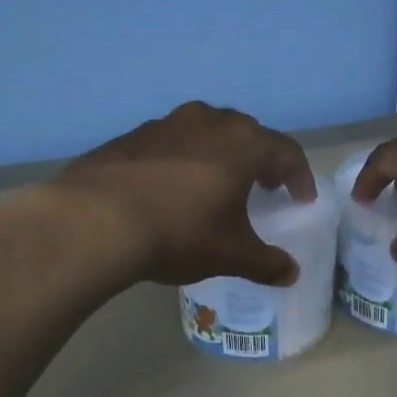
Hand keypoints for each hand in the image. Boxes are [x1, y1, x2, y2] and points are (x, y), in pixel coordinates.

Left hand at [52, 101, 318, 287]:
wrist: (96, 220)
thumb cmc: (180, 232)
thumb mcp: (230, 254)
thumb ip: (266, 263)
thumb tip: (291, 274)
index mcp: (243, 144)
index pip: (286, 151)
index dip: (299, 176)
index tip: (301, 199)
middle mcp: (209, 122)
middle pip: (247, 134)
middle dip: (261, 159)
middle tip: (264, 185)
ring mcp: (167, 124)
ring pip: (206, 132)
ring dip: (220, 154)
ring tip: (217, 183)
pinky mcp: (132, 136)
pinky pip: (171, 142)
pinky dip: (182, 159)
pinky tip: (171, 188)